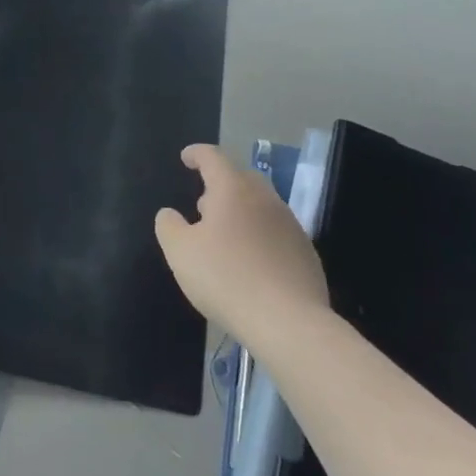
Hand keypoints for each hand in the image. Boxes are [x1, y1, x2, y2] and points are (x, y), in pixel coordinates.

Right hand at [155, 144, 329, 348]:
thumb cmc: (226, 278)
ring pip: (261, 205)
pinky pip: (276, 232)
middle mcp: (266, 199)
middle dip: (220, 184)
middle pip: (241, 178)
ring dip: (240, 210)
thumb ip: (169, 226)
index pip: (213, 157)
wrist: (288, 321)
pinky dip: (258, 235)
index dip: (197, 154)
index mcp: (233, 190)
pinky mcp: (305, 252)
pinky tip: (249, 261)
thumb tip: (170, 214)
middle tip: (202, 203)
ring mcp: (290, 225)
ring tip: (224, 234)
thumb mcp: (180, 252)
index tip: (186, 158)